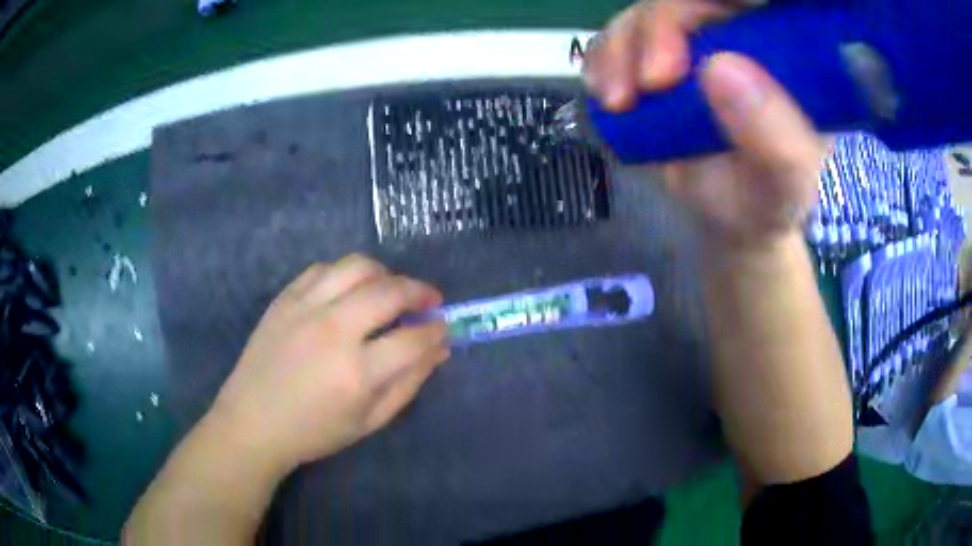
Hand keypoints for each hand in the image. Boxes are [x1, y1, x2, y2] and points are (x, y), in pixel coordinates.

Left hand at [207, 254, 448, 474]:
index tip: (443, 327)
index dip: (437, 330)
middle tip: (429, 300)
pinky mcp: (284, 299)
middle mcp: (334, 331)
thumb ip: (408, 384)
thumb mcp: (369, 422)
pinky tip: (350, 290)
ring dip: (385, 274)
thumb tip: (439, 349)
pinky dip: (345, 273)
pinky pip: (322, 269)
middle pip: (390, 291)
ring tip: (391, 289)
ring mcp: (305, 309)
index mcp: (358, 373)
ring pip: (357, 267)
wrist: (253, 422)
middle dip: (420, 291)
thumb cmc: (314, 432)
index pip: (413, 338)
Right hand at [586, 0, 825, 249]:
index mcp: (784, 52)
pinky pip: (617, 39)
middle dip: (658, 28)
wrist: (734, 221)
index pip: (747, 3)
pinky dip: (602, 62)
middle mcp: (737, 35)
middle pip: (686, 2)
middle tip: (652, 82)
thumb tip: (717, 67)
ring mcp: (693, 43)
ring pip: (645, 14)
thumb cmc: (770, 200)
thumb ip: (774, 135)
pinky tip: (606, 94)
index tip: (693, 42)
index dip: (712, 7)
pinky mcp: (655, 59)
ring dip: (620, 49)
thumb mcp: (788, 181)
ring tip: (620, 102)